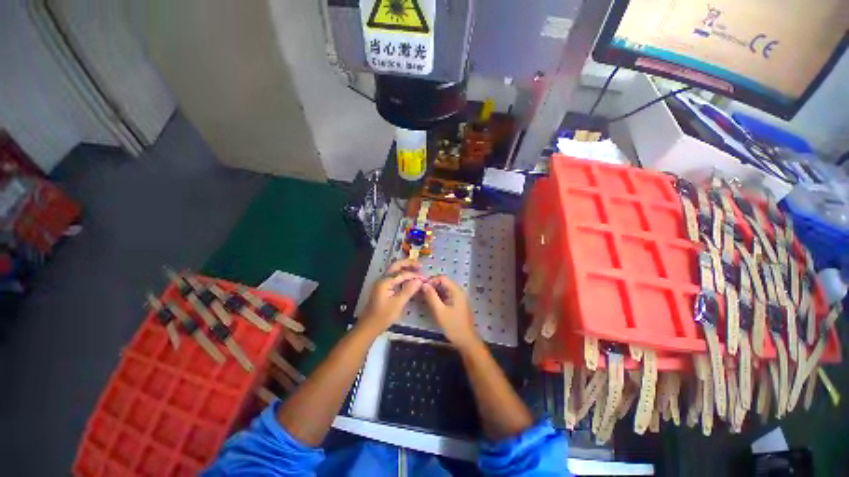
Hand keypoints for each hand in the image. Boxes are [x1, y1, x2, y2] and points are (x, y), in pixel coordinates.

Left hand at [360, 259, 423, 333]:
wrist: (369, 326)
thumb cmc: (383, 316)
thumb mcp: (398, 304)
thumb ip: (409, 290)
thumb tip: (419, 280)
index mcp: (385, 281)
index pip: (402, 274)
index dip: (415, 275)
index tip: (425, 278)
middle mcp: (383, 279)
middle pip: (396, 266)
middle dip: (408, 264)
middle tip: (420, 265)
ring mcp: (382, 283)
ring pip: (395, 270)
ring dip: (405, 268)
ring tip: (417, 269)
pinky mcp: (384, 288)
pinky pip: (394, 277)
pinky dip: (403, 275)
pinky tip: (410, 279)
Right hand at [421, 275, 479, 349]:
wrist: (467, 341)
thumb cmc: (453, 326)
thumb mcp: (439, 311)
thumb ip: (431, 296)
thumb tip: (424, 284)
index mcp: (456, 291)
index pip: (442, 278)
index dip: (431, 280)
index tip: (422, 286)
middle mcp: (459, 292)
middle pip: (444, 283)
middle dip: (433, 286)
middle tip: (422, 292)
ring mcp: (460, 298)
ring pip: (446, 290)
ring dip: (436, 292)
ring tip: (425, 298)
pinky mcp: (459, 305)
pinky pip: (448, 296)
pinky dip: (440, 297)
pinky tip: (434, 303)